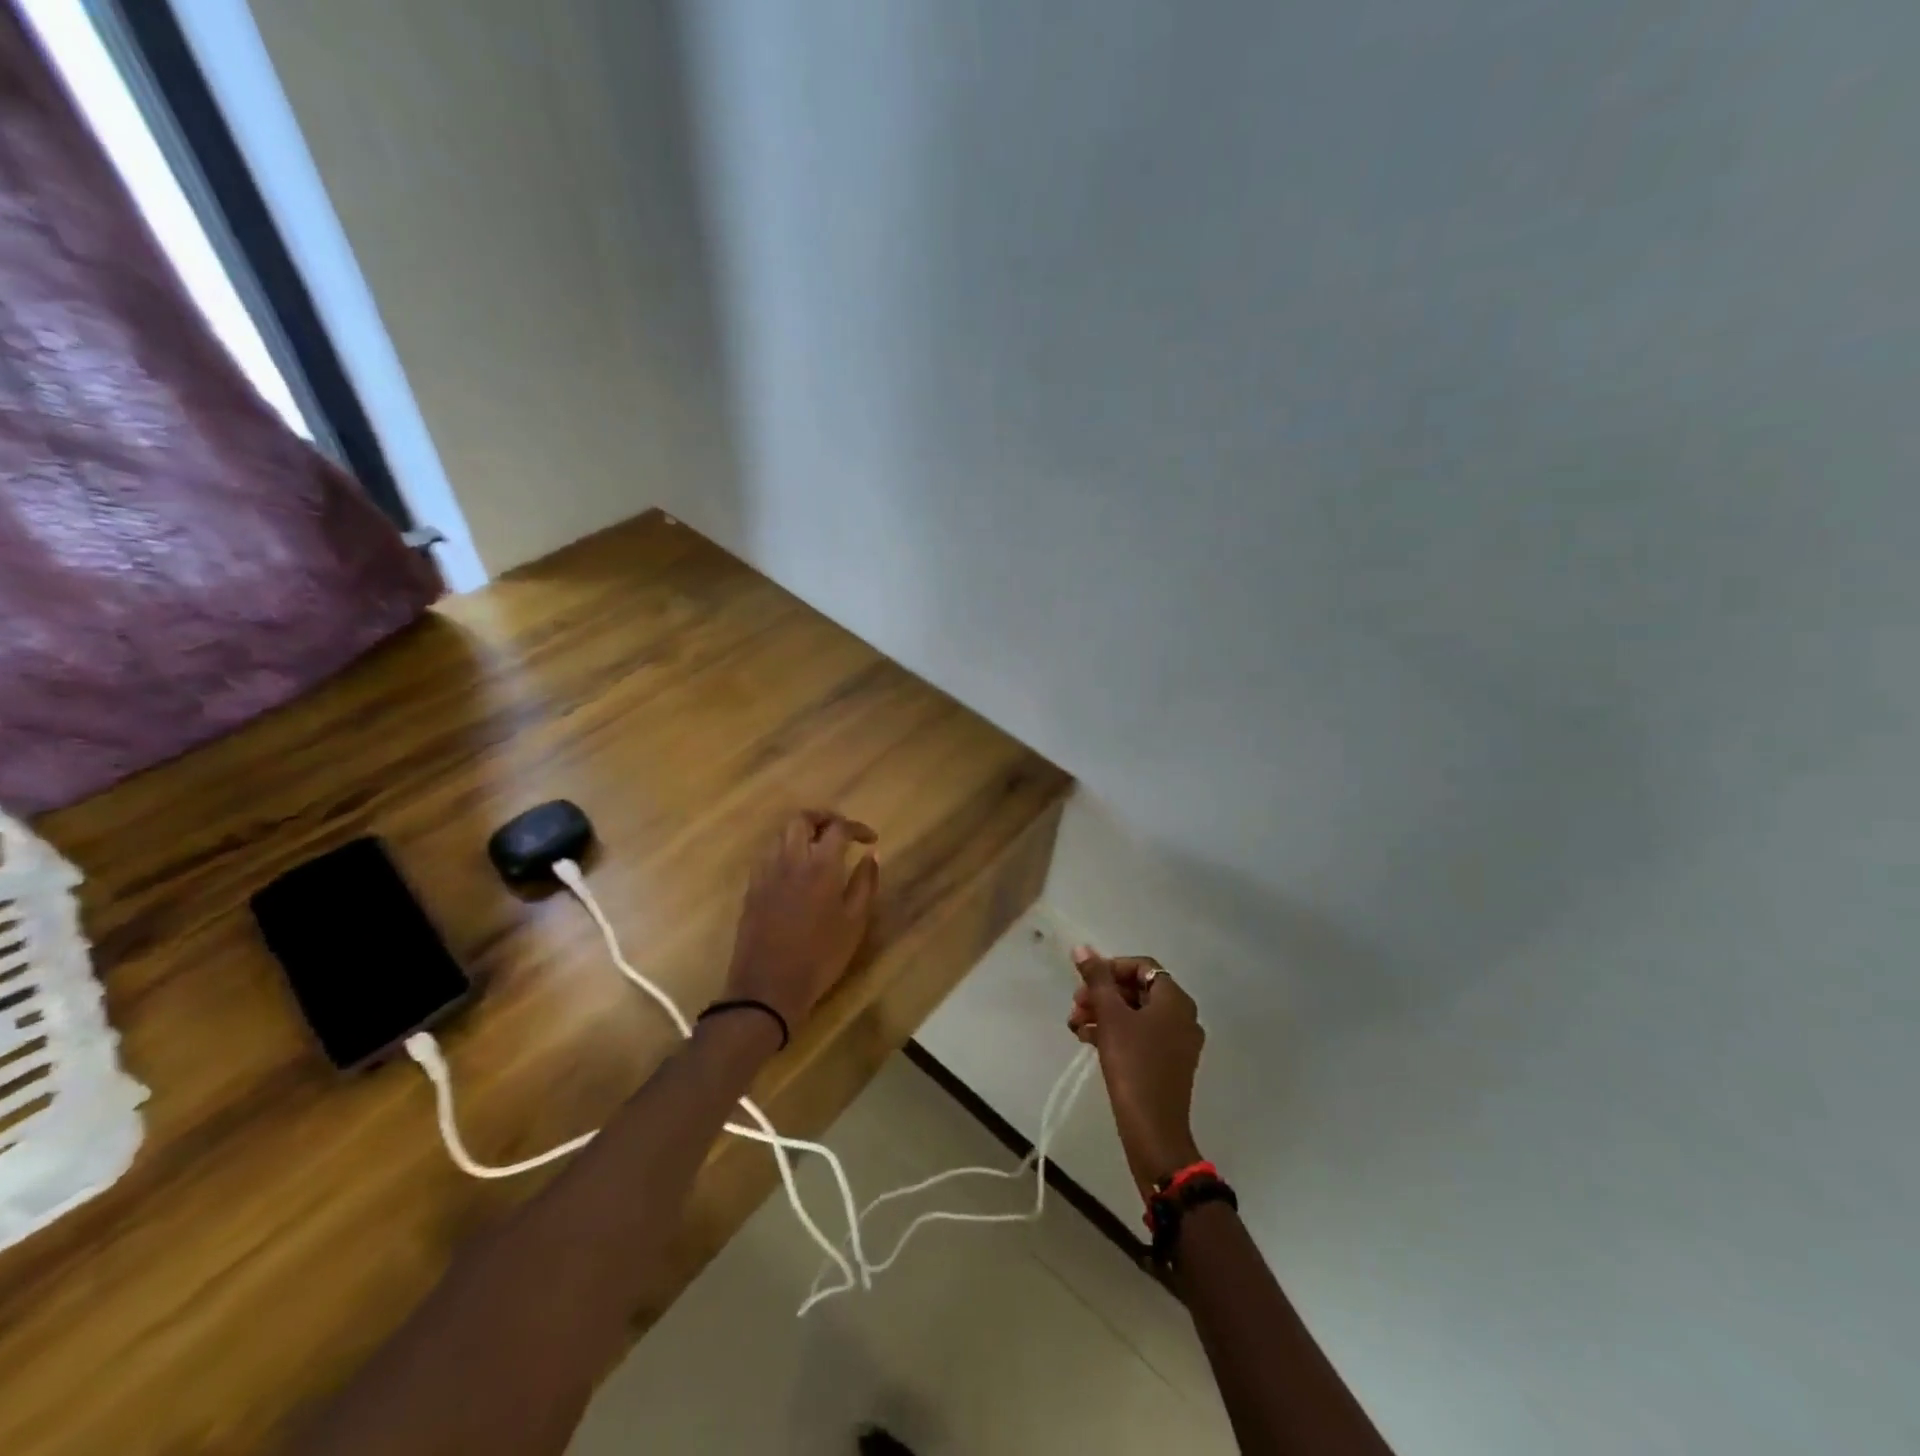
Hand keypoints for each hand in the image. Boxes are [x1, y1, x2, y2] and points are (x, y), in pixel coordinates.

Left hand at [724, 810, 878, 1033]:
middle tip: (840, 832)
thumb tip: (872, 855)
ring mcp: (766, 873)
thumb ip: (864, 884)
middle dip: (823, 818)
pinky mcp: (752, 889)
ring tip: (818, 848)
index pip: (838, 828)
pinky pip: (767, 855)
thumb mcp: (854, 923)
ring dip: (801, 832)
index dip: (856, 827)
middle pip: (801, 819)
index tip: (870, 839)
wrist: (768, 988)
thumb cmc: (820, 957)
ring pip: (780, 834)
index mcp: (820, 866)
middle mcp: (790, 860)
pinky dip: (784, 851)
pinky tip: (795, 870)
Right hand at [1068, 946, 1204, 1196]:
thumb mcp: (1111, 1017)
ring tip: (1075, 1025)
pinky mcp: (1168, 1064)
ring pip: (1136, 1014)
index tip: (1085, 982)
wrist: (1153, 1130)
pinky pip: (1140, 1035)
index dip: (1110, 968)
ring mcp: (1177, 1042)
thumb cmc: (1133, 1065)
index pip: (1142, 966)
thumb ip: (1097, 979)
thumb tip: (1082, 948)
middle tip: (1075, 1005)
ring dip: (1104, 1013)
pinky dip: (1115, 1032)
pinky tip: (1087, 1040)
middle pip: (1138, 989)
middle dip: (1103, 993)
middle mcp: (1182, 1016)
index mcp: (1175, 1000)